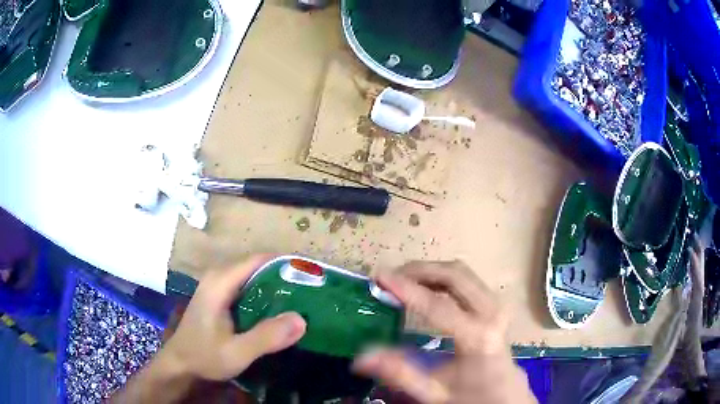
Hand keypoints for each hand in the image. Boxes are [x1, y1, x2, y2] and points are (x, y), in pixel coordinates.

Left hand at [161, 254, 306, 380]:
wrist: (180, 364)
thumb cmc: (204, 356)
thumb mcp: (237, 352)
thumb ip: (267, 337)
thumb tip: (302, 320)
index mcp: (220, 282)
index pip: (258, 259)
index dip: (285, 263)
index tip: (311, 274)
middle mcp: (218, 277)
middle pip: (256, 265)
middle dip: (284, 275)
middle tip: (311, 290)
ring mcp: (216, 286)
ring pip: (252, 276)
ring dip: (275, 285)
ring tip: (301, 298)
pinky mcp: (218, 296)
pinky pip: (246, 286)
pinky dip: (264, 293)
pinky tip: (278, 309)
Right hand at [353, 261, 535, 403]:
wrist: (505, 392)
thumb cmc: (470, 395)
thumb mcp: (434, 392)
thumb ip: (400, 374)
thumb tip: (362, 357)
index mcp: (478, 338)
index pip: (438, 305)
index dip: (407, 289)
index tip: (380, 277)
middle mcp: (492, 312)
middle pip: (454, 275)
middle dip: (419, 270)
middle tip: (390, 276)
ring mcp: (496, 304)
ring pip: (461, 272)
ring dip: (430, 271)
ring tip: (403, 280)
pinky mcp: (495, 303)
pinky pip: (466, 279)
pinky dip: (442, 277)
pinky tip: (425, 287)